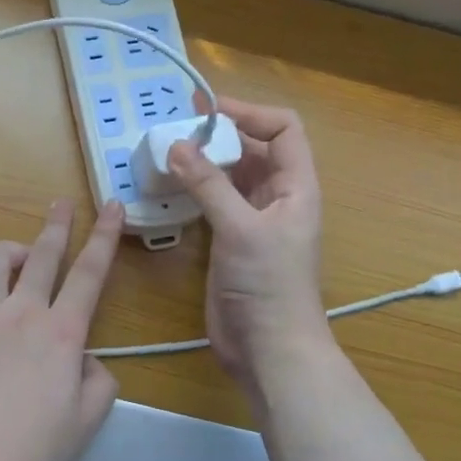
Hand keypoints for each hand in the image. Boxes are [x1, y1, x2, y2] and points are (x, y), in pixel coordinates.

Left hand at [0, 199, 124, 460]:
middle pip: (43, 252)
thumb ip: (99, 385)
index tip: (112, 206)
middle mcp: (21, 310)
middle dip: (57, 224)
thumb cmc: (29, 447)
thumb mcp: (84, 423)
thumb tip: (88, 361)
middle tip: (61, 204)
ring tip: (14, 258)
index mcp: (61, 332)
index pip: (90, 273)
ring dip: (9, 252)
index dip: (105, 236)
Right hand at [167, 99, 330, 392]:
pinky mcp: (229, 241)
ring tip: (165, 150)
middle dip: (218, 134)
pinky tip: (166, 186)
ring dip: (202, 161)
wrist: (270, 349)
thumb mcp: (240, 229)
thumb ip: (208, 185)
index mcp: (295, 186)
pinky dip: (192, 189)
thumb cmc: (269, 285)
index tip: (206, 110)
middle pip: (252, 149)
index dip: (249, 113)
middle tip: (175, 126)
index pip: (283, 130)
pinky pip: (212, 202)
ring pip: (229, 176)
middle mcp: (276, 197)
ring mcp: (252, 220)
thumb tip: (176, 144)